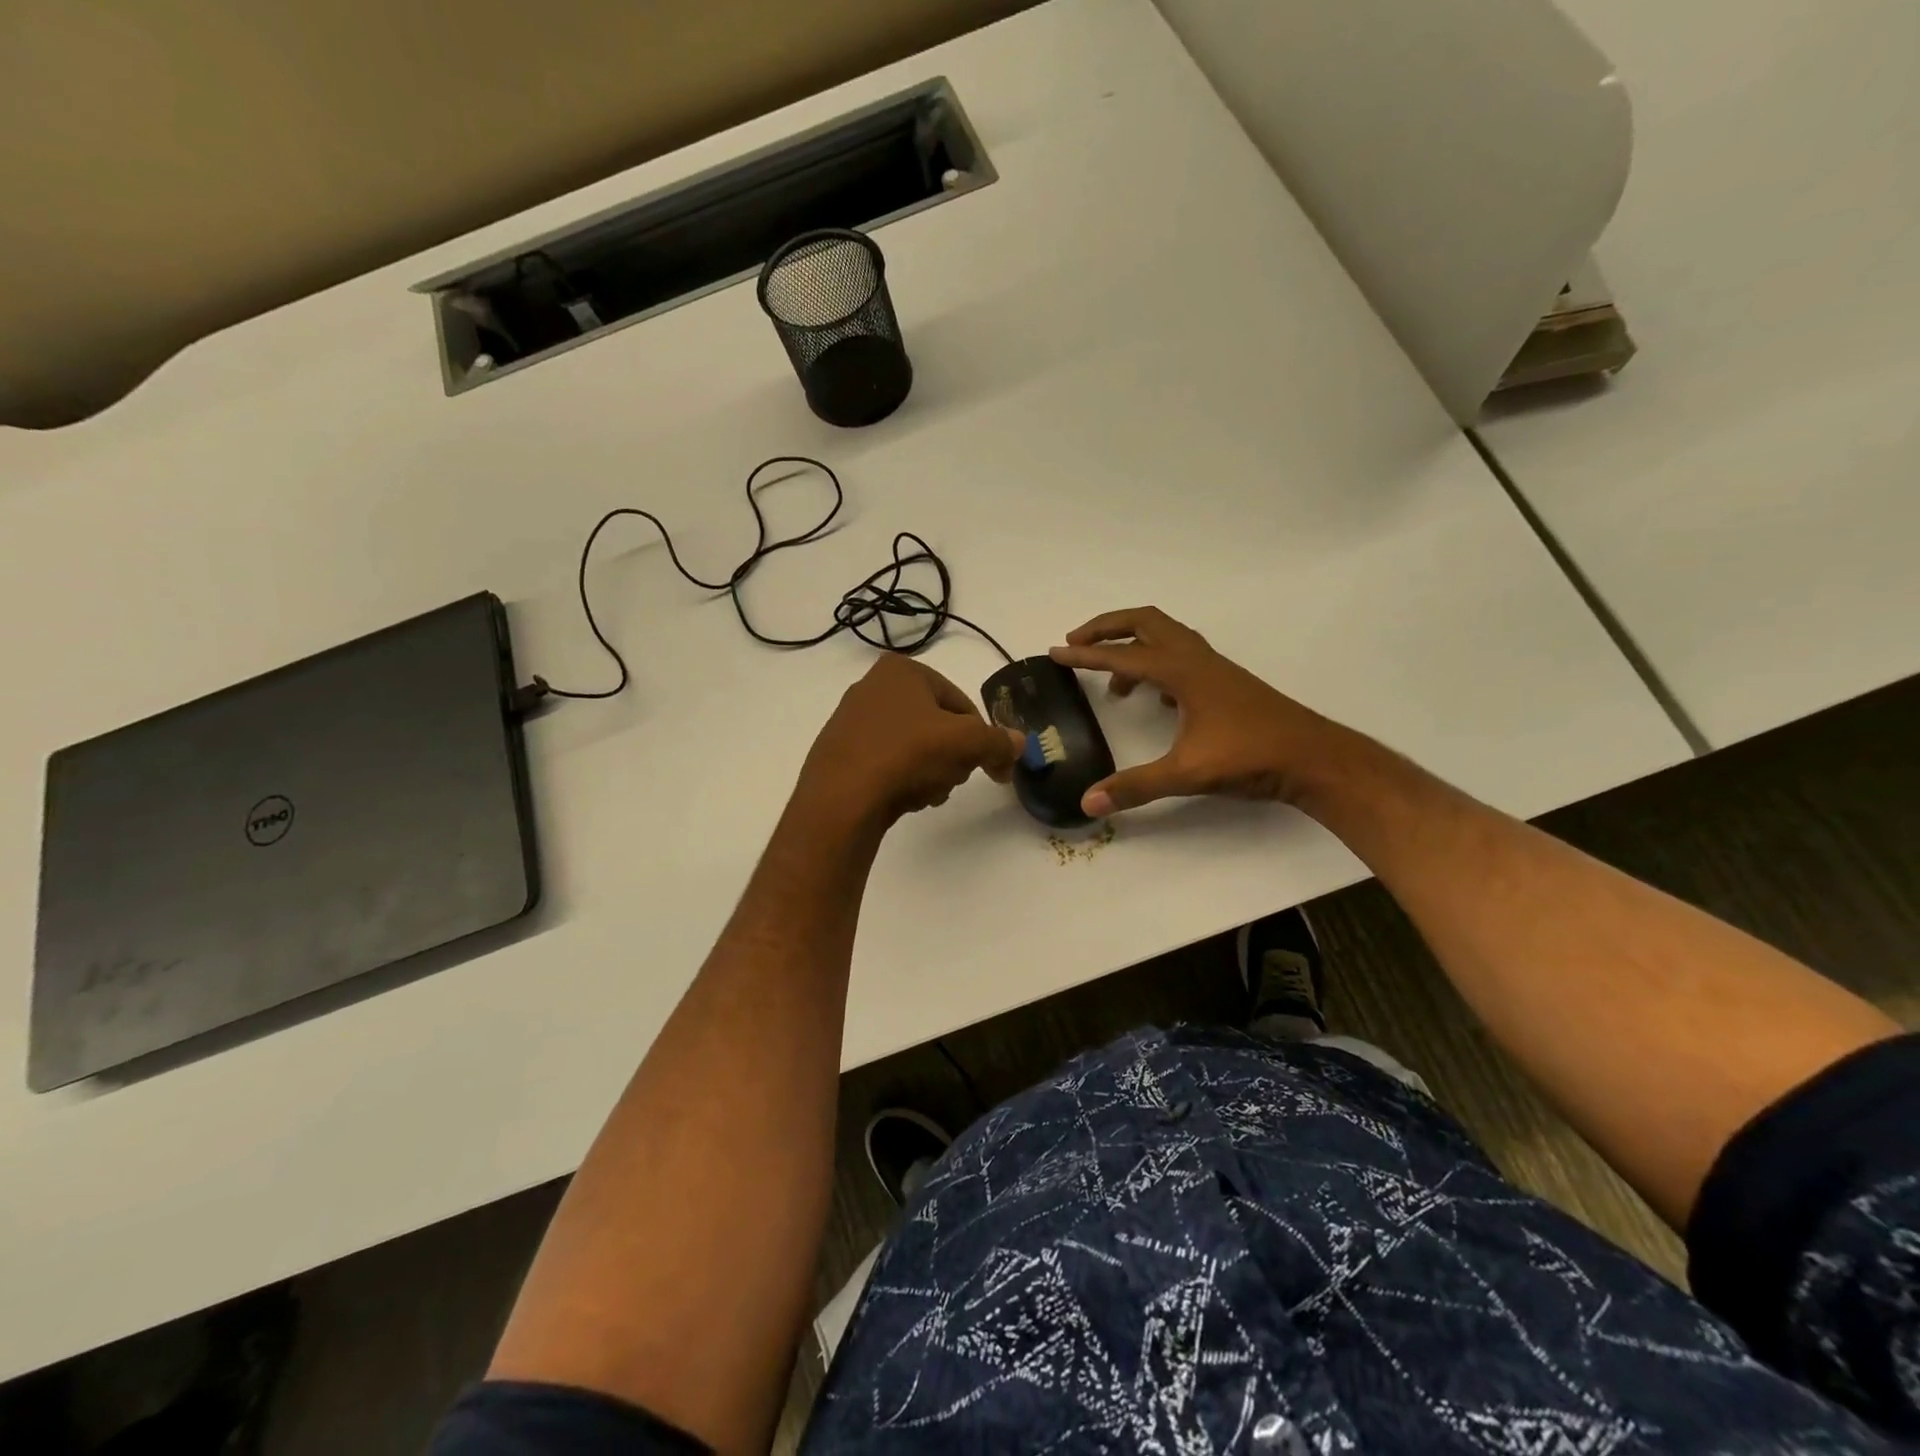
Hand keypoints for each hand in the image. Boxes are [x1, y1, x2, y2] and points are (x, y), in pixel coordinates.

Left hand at [797, 654, 1023, 830]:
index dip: (982, 737)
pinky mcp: (839, 754)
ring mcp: (851, 721)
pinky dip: (902, 779)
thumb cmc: (907, 754)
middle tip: (953, 779)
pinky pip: (886, 763)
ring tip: (927, 793)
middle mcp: (872, 687)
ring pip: (913, 747)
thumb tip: (1019, 743)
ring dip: (930, 771)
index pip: (960, 702)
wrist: (842, 798)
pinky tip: (904, 799)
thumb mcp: (966, 743)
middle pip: (936, 726)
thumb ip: (998, 742)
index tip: (992, 767)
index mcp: (902, 671)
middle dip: (952, 756)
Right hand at [1050, 607, 1341, 816]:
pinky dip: (1158, 665)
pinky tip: (1157, 700)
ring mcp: (1214, 668)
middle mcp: (1196, 659)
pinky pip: (1182, 657)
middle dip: (1106, 628)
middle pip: (1145, 622)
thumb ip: (1135, 787)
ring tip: (1112, 683)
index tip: (1054, 653)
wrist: (1313, 758)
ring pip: (1165, 638)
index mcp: (1182, 671)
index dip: (1084, 655)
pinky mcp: (1226, 683)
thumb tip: (1087, 802)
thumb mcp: (1187, 773)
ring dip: (1133, 647)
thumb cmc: (1250, 757)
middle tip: (1075, 644)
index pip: (1123, 655)